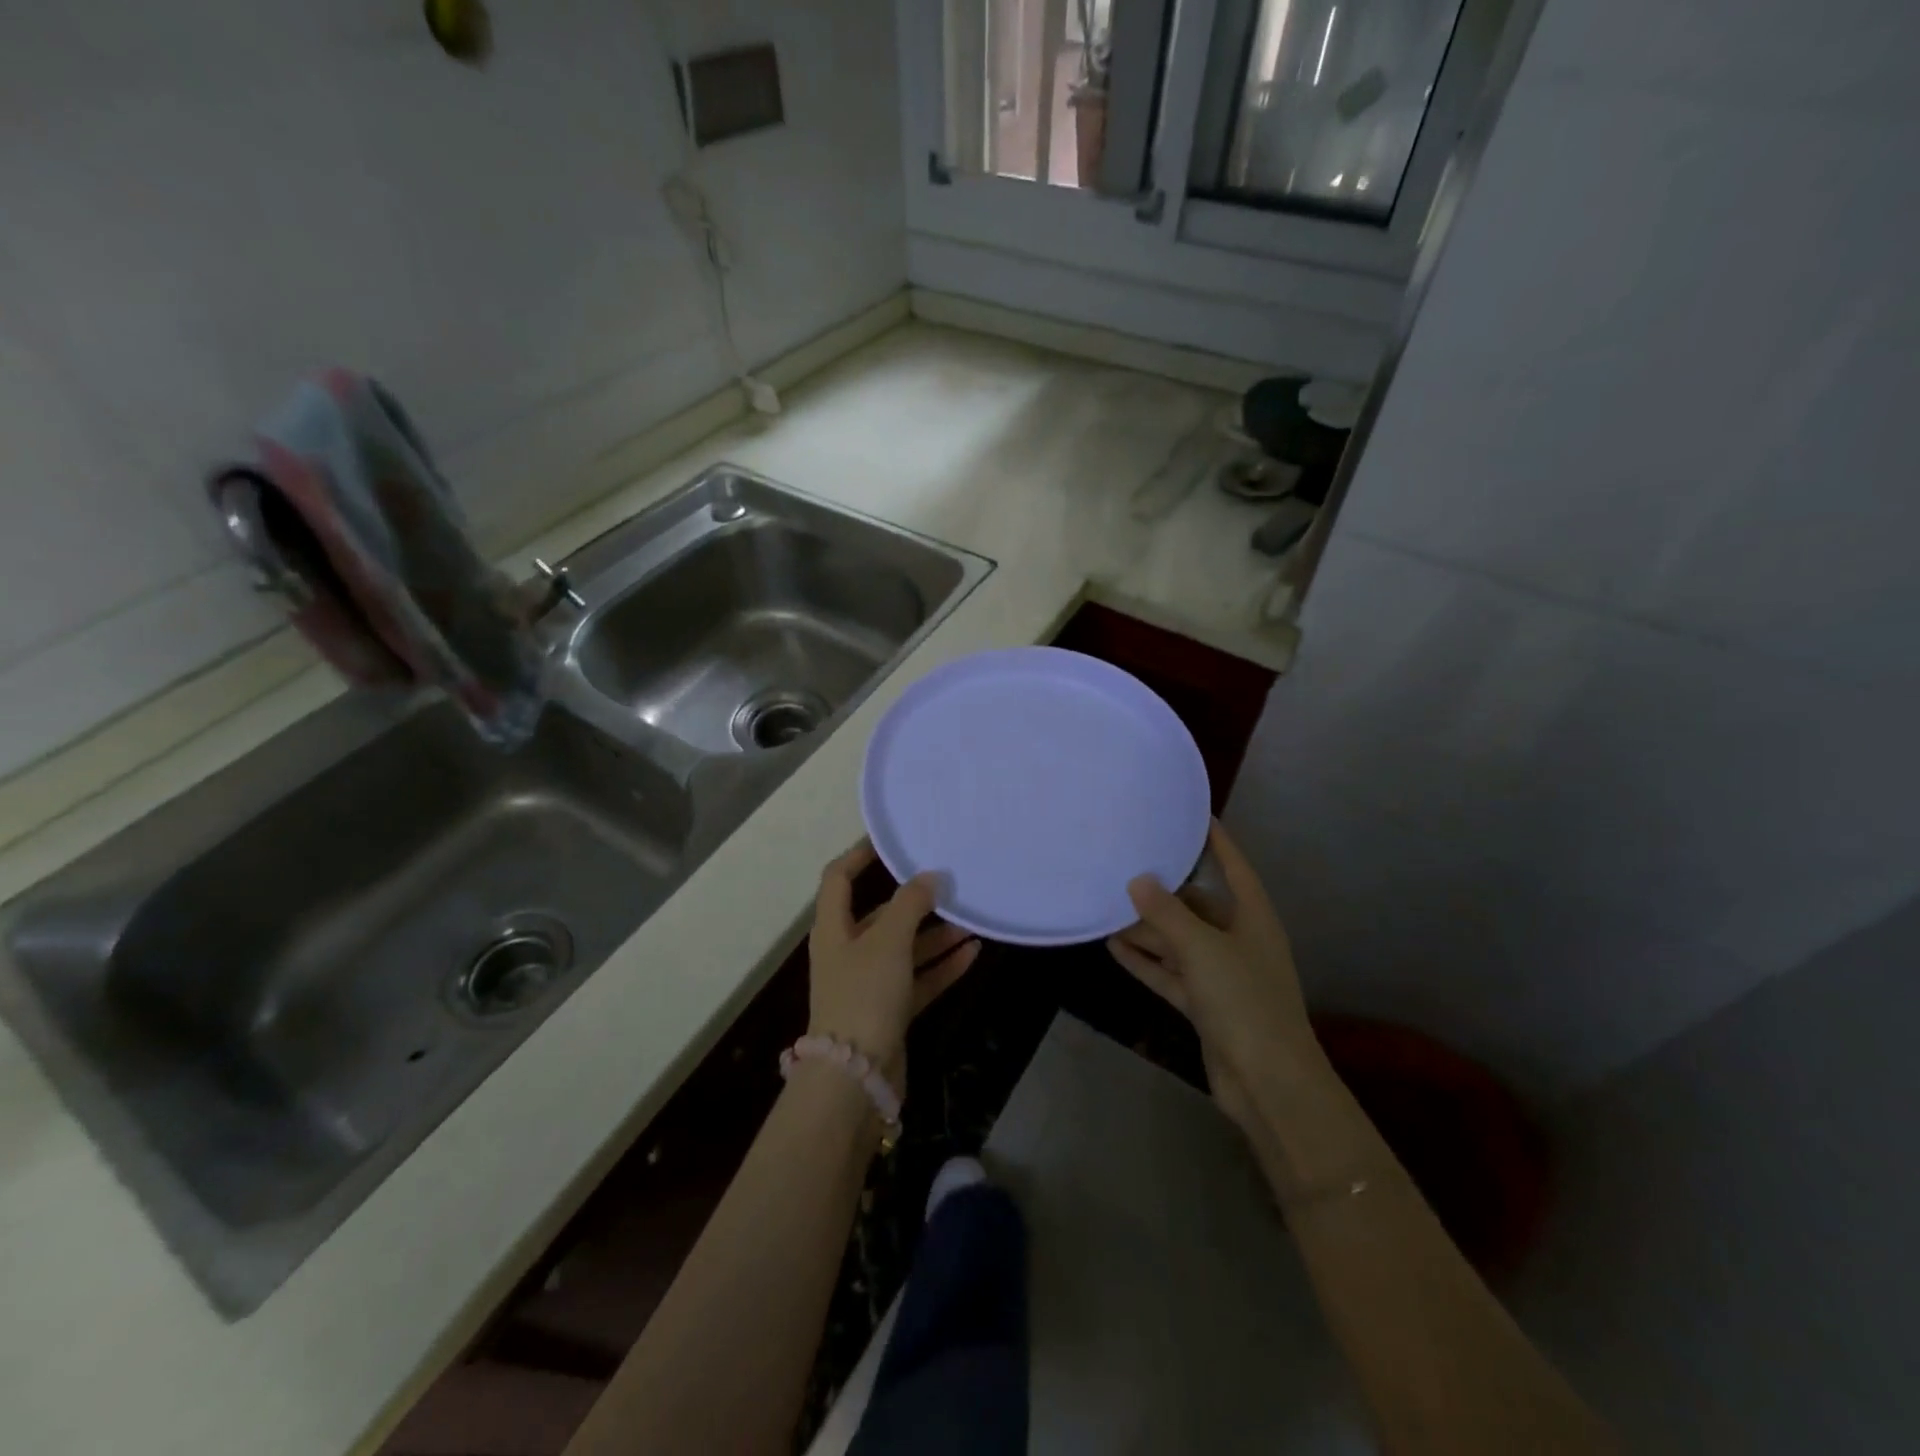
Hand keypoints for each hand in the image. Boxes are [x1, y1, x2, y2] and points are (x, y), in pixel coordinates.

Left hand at [807, 841, 980, 1080]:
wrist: (855, 1078)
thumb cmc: (864, 995)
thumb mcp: (888, 940)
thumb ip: (910, 904)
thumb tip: (929, 876)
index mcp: (833, 929)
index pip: (838, 879)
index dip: (859, 854)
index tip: (891, 840)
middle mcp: (848, 952)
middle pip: (881, 916)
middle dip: (915, 901)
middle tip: (950, 883)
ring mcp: (868, 984)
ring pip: (905, 949)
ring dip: (936, 935)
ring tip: (972, 920)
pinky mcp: (888, 1012)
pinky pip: (919, 980)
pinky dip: (942, 967)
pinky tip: (973, 954)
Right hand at [1106, 821, 1318, 1126]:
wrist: (1268, 1083)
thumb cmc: (1244, 1001)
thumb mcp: (1202, 949)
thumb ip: (1167, 914)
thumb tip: (1138, 880)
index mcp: (1253, 919)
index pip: (1234, 868)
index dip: (1216, 841)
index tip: (1193, 815)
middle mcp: (1238, 941)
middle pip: (1198, 907)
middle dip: (1163, 892)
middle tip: (1124, 867)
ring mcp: (1222, 976)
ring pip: (1179, 942)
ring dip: (1148, 930)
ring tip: (1107, 907)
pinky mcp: (1205, 1006)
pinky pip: (1171, 974)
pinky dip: (1147, 961)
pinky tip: (1115, 947)